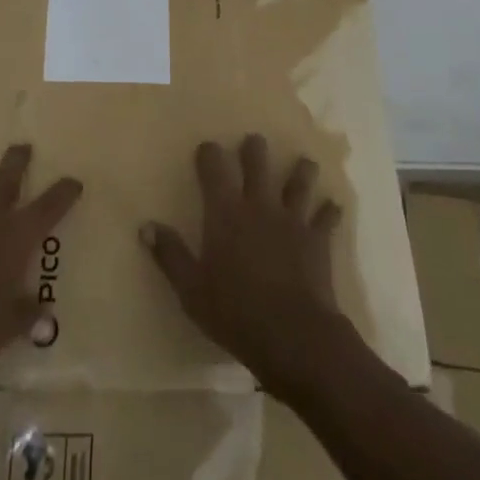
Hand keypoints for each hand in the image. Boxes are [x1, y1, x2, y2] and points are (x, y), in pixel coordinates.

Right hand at [142, 134, 349, 392]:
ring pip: (299, 181)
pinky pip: (326, 217)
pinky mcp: (318, 239)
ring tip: (302, 162)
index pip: (215, 166)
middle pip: (258, 161)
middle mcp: (259, 204)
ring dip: (301, 170)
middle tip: (253, 143)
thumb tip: (146, 225)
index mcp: (226, 211)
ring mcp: (292, 218)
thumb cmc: (235, 312)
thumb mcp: (191, 289)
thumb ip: (170, 255)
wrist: (293, 336)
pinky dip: (329, 210)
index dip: (210, 153)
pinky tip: (333, 205)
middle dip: (255, 149)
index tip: (207, 149)